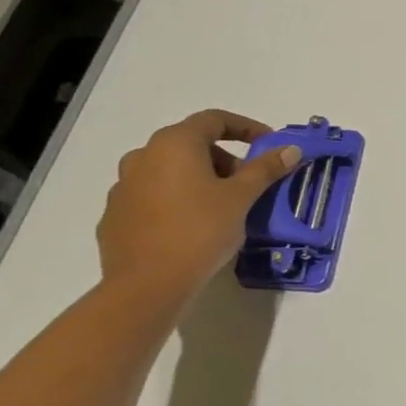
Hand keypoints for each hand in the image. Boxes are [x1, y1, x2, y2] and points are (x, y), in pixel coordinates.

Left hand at [97, 110, 301, 303]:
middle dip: (224, 159)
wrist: (146, 286)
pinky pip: (152, 197)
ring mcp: (123, 187)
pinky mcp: (115, 216)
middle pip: (191, 144)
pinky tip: (191, 227)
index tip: (269, 145)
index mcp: (174, 144)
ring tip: (221, 207)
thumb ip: (265, 169)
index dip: (246, 128)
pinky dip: (176, 201)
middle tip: (247, 183)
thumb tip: (290, 149)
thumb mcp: (241, 197)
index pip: (214, 119)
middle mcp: (143, 156)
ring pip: (169, 171)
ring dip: (199, 179)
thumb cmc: (200, 230)